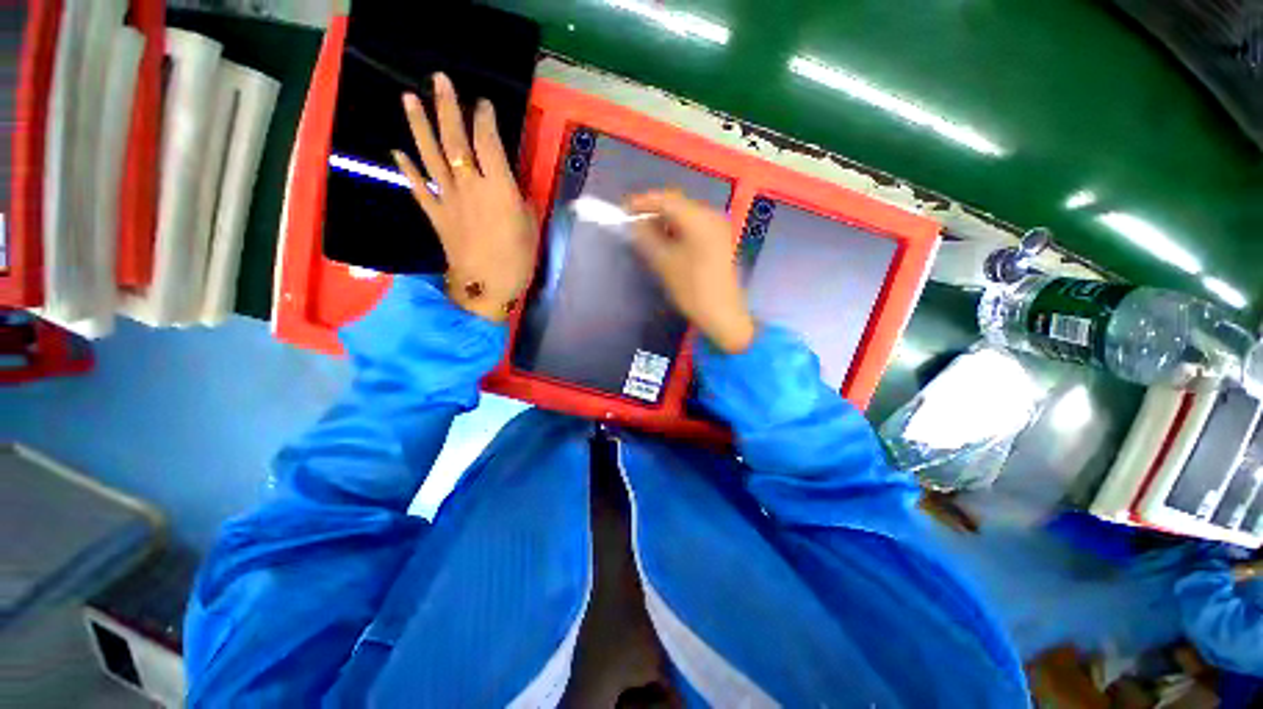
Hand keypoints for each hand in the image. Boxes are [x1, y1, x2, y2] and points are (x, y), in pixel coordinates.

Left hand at [392, 73, 536, 321]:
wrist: (487, 288)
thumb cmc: (517, 261)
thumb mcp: (531, 228)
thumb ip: (521, 202)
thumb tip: (514, 189)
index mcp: (498, 189)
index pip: (488, 143)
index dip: (484, 119)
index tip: (483, 104)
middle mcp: (470, 186)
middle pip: (455, 140)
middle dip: (447, 107)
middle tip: (439, 79)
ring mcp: (448, 199)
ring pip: (431, 156)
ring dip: (419, 126)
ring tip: (409, 98)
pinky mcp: (436, 215)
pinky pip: (419, 188)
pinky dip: (406, 169)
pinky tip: (397, 151)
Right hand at [625, 190, 755, 353]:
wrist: (723, 315)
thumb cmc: (693, 289)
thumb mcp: (664, 263)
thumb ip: (646, 239)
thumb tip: (633, 224)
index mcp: (699, 219)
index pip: (666, 200)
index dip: (643, 203)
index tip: (624, 211)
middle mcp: (712, 217)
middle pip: (677, 206)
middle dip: (653, 213)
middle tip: (633, 225)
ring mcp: (718, 229)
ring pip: (686, 217)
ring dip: (664, 223)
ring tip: (645, 236)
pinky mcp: (720, 242)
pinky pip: (694, 228)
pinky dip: (677, 232)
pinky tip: (665, 243)